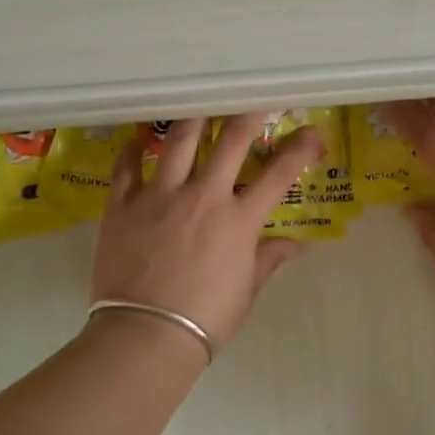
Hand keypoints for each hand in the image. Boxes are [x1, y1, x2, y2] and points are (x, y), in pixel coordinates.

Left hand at [90, 114, 324, 351]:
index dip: (300, 149)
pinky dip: (133, 149)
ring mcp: (160, 196)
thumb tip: (294, 246)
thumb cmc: (205, 319)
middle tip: (253, 99)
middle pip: (231, 141)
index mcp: (238, 220)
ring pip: (179, 142)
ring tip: (199, 103)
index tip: (311, 131)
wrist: (145, 335)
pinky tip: (138, 139)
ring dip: (194, 119)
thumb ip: (267, 260)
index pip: (279, 175)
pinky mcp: (123, 206)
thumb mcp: (246, 291)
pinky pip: (127, 168)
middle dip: (247, 115)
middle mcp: (203, 196)